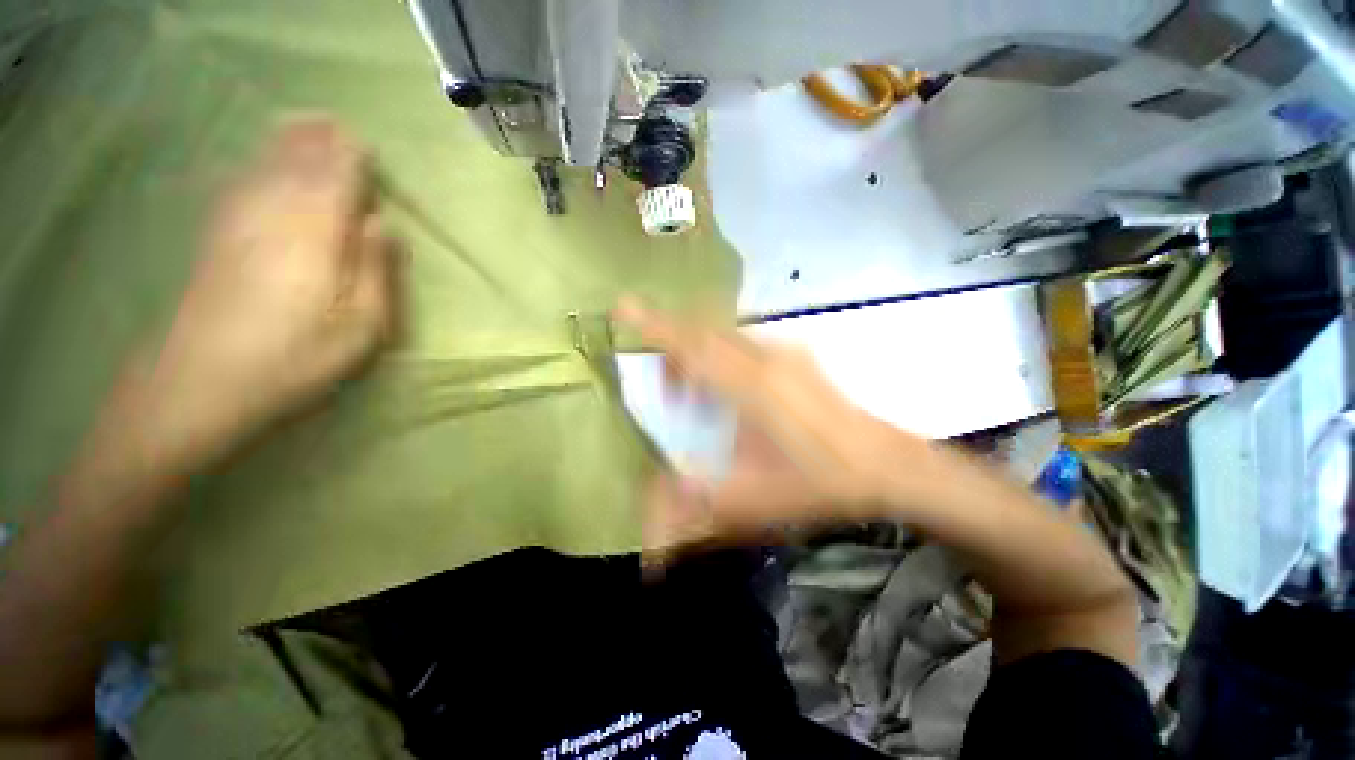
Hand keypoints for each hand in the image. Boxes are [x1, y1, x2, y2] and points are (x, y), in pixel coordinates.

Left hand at [102, 119, 397, 475]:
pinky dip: (255, 167)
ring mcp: (235, 222)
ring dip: (284, 144)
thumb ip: (376, 270)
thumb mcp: (362, 326)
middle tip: (333, 123)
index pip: (336, 176)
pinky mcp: (213, 238)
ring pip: (263, 168)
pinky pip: (238, 186)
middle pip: (296, 162)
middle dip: (316, 140)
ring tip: (302, 124)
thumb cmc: (296, 357)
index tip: (365, 146)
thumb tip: (382, 223)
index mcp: (314, 231)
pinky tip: (259, 165)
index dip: (352, 157)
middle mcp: (272, 212)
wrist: (199, 384)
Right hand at [616, 299, 929, 552]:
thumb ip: (695, 507)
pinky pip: (744, 343)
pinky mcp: (796, 356)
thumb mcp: (752, 500)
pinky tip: (730, 392)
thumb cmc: (818, 481)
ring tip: (696, 395)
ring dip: (700, 355)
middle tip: (669, 390)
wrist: (886, 466)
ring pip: (724, 336)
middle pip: (704, 333)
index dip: (655, 325)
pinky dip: (722, 356)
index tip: (624, 305)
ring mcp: (784, 352)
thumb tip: (648, 525)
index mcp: (751, 386)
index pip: (692, 346)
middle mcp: (765, 357)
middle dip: (674, 349)